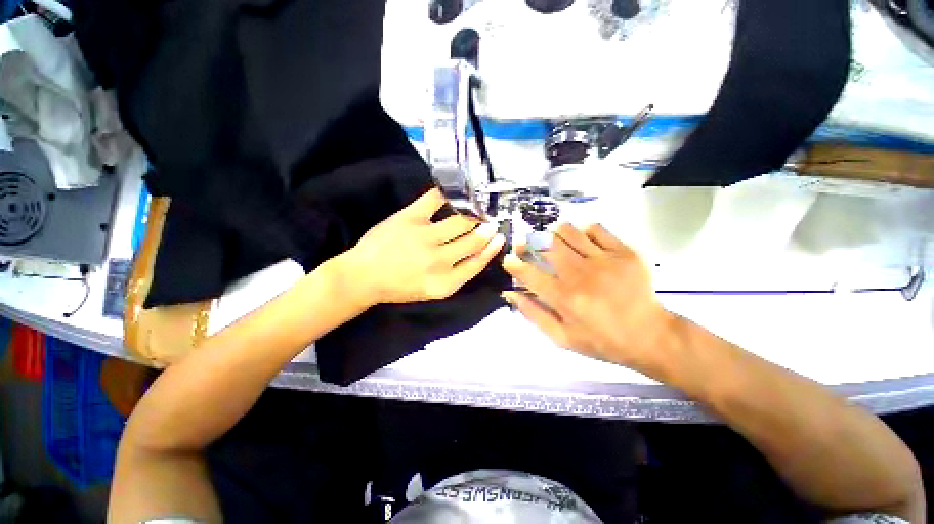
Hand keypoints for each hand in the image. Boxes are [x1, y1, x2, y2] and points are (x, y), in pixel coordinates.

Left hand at [342, 188, 505, 304]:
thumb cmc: (399, 287)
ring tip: (478, 212)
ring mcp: (424, 237)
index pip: (478, 263)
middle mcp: (438, 261)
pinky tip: (457, 194)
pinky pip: (435, 200)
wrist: (363, 277)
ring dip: (473, 215)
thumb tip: (478, 252)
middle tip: (491, 223)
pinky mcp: (409, 218)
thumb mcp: (433, 290)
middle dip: (486, 230)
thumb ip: (457, 274)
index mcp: (445, 283)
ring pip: (460, 221)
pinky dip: (449, 194)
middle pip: (473, 240)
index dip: (491, 249)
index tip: (499, 238)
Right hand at [502, 223, 674, 372]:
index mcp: (563, 297)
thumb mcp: (561, 337)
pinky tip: (581, 240)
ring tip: (552, 240)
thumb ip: (533, 313)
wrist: (650, 335)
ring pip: (568, 231)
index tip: (509, 260)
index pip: (528, 273)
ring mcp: (603, 260)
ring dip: (553, 233)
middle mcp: (580, 274)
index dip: (513, 263)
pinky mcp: (623, 252)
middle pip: (546, 245)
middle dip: (529, 242)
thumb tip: (510, 293)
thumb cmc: (601, 340)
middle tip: (527, 245)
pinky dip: (583, 231)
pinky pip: (596, 229)